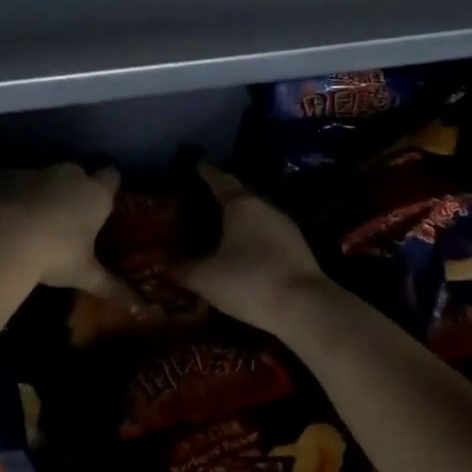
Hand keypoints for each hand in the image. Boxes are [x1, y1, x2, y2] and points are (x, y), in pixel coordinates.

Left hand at [0, 164, 127, 296]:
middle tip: (69, 217)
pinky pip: (14, 182)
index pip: (112, 176)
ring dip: (42, 191)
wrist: (2, 237)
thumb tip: (139, 307)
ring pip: (43, 176)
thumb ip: (112, 287)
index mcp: (95, 194)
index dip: (108, 186)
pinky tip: (5, 218)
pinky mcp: (5, 175)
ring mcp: (35, 171)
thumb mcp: (84, 274)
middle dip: (74, 189)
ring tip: (33, 221)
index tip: (103, 202)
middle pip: (77, 173)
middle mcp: (69, 175)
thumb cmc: (55, 255)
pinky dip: (12, 195)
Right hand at [178, 163, 328, 334]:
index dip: (207, 173)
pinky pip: (269, 236)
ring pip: (258, 217)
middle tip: (204, 200)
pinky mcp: (299, 249)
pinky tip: (245, 252)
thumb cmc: (248, 280)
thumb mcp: (206, 278)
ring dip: (241, 220)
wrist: (304, 306)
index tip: (198, 165)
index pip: (221, 180)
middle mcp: (266, 208)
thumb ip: (184, 269)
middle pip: (242, 196)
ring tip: (221, 227)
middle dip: (224, 197)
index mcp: (242, 204)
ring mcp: (287, 228)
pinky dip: (254, 239)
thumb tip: (166, 264)